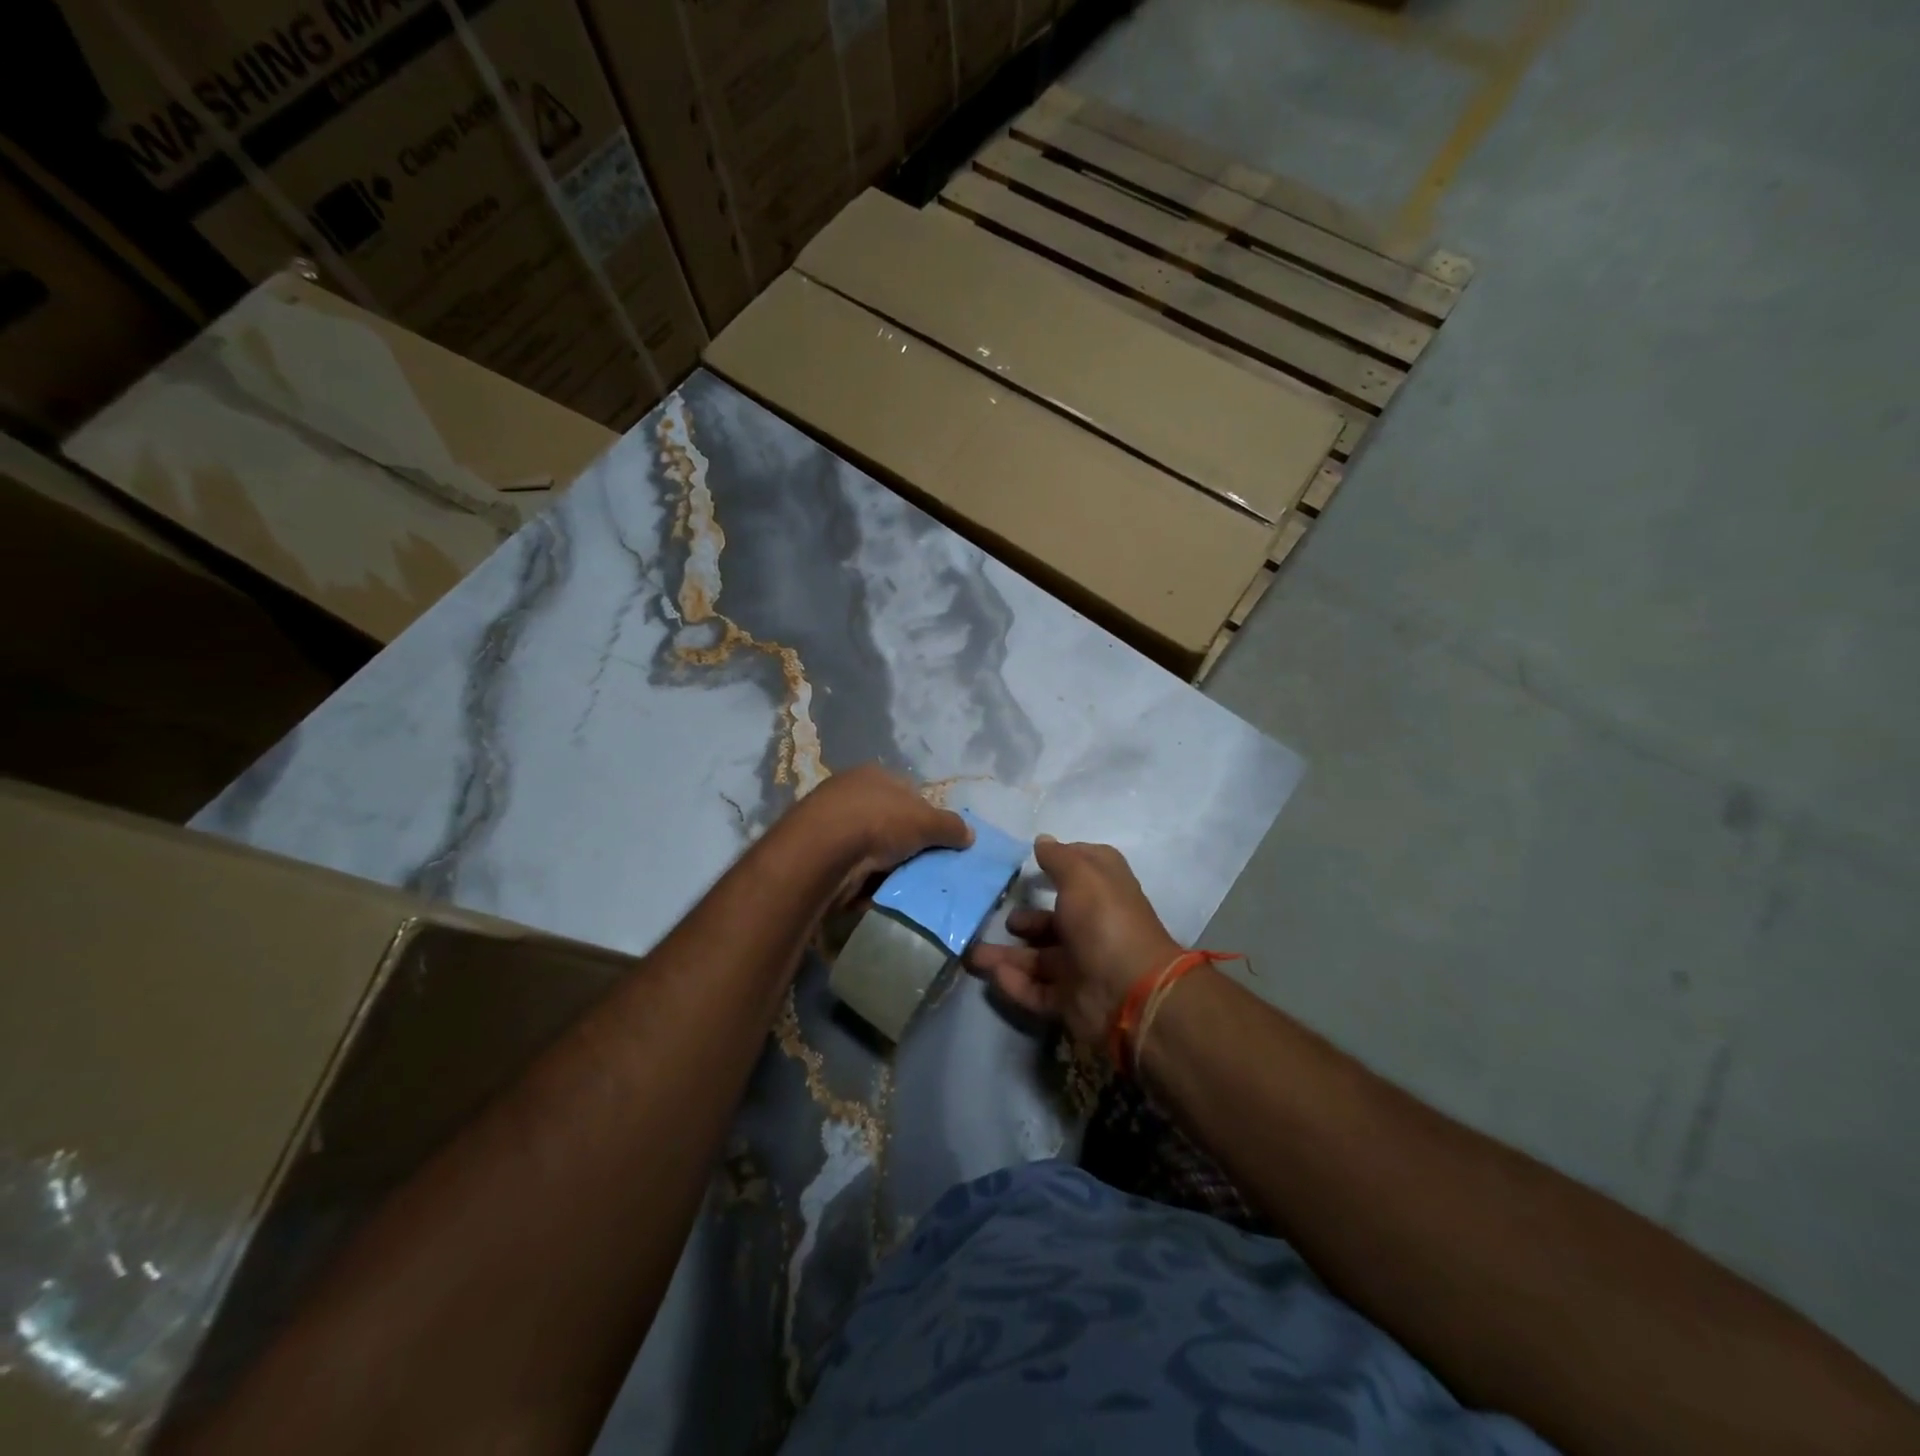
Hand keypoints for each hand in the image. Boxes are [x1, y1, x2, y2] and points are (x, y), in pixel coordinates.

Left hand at [778, 765, 971, 902]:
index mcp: (874, 774)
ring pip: (868, 845)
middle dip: (904, 843)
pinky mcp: (816, 851)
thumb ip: (950, 826)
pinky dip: (861, 879)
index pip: (908, 792)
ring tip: (898, 883)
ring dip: (882, 864)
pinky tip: (871, 892)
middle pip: (888, 820)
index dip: (926, 816)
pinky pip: (849, 866)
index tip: (937, 842)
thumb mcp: (925, 821)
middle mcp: (849, 791)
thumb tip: (969, 834)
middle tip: (921, 866)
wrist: (822, 851)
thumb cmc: (878, 822)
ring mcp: (829, 820)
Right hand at [968, 837, 1180, 1046]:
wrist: (1130, 994)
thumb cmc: (1105, 922)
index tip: (1033, 862)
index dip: (1062, 864)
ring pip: (1037, 959)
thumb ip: (1059, 858)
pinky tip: (993, 976)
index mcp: (1104, 893)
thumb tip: (1042, 840)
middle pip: (1054, 921)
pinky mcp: (1070, 1000)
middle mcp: (1093, 927)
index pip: (1085, 872)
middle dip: (1024, 921)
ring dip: (1006, 956)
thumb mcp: (1082, 876)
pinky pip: (1036, 990)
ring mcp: (1082, 966)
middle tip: (996, 916)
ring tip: (973, 954)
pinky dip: (1014, 984)